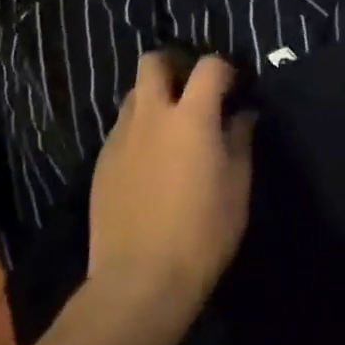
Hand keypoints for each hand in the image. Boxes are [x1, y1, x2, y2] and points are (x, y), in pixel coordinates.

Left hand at [87, 51, 254, 314]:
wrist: (138, 283)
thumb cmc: (201, 233)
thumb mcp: (237, 186)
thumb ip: (240, 140)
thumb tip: (244, 114)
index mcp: (191, 116)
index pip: (209, 65)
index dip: (225, 69)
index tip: (235, 88)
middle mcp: (151, 115)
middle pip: (153, 62)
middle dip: (174, 65)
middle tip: (192, 90)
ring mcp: (121, 138)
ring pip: (134, 94)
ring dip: (154, 97)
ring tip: (170, 126)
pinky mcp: (101, 163)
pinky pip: (121, 129)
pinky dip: (139, 130)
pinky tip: (150, 161)